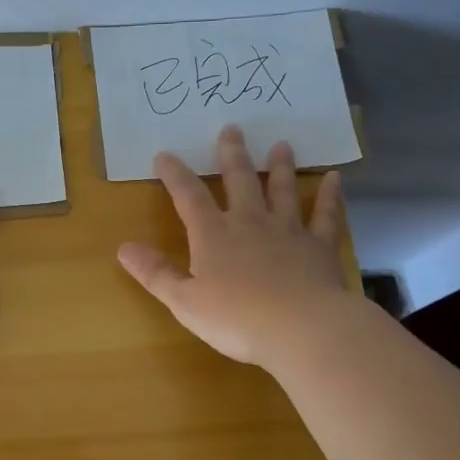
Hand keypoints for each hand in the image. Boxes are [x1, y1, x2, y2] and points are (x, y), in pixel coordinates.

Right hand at [117, 126, 356, 371]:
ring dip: (280, 167)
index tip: (165, 155)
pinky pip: (325, 215)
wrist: (302, 329)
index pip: (189, 197)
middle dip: (232, 155)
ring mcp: (288, 231)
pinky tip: (335, 178)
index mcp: (213, 235)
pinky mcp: (319, 246)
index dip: (175, 175)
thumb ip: (156, 273)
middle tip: (232, 129)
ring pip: (282, 190)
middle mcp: (250, 223)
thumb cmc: (237, 319)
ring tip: (281, 145)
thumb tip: (123, 247)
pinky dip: (330, 196)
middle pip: (240, 181)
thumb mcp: (185, 302)